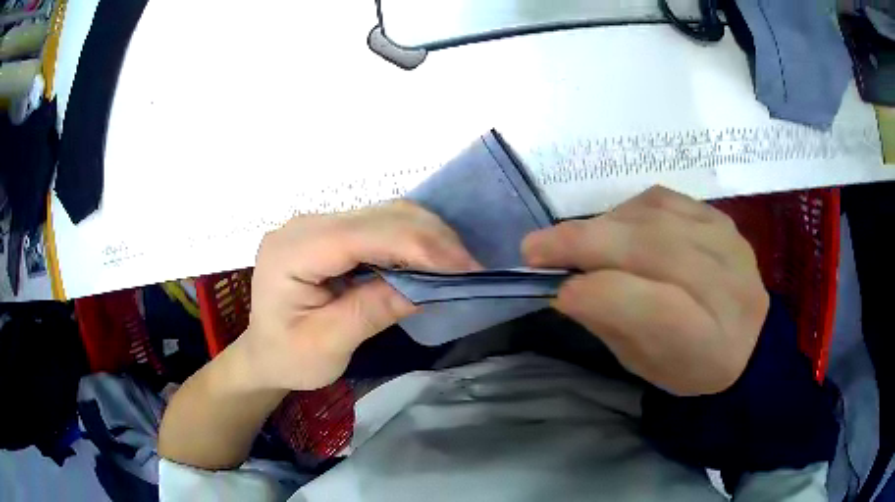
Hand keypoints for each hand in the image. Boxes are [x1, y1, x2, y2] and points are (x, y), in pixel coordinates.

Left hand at [240, 201, 478, 391]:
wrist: (264, 353)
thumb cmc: (289, 357)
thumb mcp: (327, 345)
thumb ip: (372, 311)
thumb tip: (427, 287)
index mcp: (292, 252)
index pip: (362, 234)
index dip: (417, 245)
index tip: (464, 267)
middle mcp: (303, 225)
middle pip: (377, 215)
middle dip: (431, 238)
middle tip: (470, 268)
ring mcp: (317, 224)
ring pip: (384, 213)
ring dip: (426, 235)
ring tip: (457, 264)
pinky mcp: (330, 231)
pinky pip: (379, 224)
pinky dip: (411, 239)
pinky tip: (430, 258)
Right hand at [522, 186, 768, 395]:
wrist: (750, 341)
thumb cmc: (692, 367)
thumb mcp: (645, 365)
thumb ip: (609, 324)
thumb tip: (566, 286)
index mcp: (703, 341)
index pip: (646, 305)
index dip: (594, 292)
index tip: (553, 289)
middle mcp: (720, 284)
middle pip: (646, 248)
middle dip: (582, 243)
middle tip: (535, 247)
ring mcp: (723, 242)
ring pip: (651, 218)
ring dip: (602, 225)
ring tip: (575, 240)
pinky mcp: (719, 217)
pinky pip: (663, 199)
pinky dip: (628, 209)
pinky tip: (616, 224)